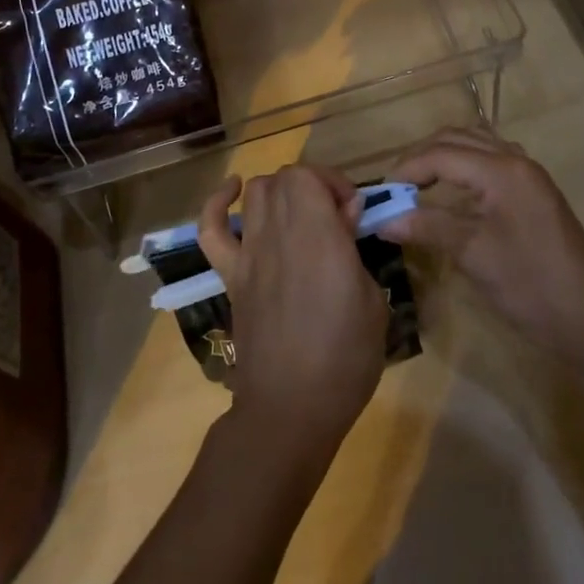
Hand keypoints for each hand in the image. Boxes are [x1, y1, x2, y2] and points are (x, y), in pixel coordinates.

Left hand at [198, 165, 386, 462]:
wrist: (290, 408)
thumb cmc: (344, 358)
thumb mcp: (372, 301)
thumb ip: (355, 250)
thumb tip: (345, 216)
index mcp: (318, 235)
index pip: (309, 175)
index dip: (332, 182)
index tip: (352, 212)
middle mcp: (278, 232)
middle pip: (284, 178)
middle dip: (313, 186)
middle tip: (333, 217)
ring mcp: (248, 252)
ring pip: (256, 193)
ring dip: (280, 192)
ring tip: (298, 214)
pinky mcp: (230, 275)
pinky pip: (211, 230)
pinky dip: (217, 204)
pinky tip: (233, 193)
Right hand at [384, 127, 583, 355]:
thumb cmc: (529, 283)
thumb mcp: (473, 253)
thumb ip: (427, 227)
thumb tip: (381, 220)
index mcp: (501, 170)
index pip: (441, 154)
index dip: (407, 169)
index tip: (381, 192)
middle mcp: (515, 160)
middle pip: (457, 139)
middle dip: (422, 157)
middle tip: (396, 186)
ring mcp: (528, 174)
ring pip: (476, 144)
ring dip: (443, 156)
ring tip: (418, 184)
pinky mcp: (534, 190)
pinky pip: (491, 159)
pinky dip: (465, 164)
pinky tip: (453, 190)